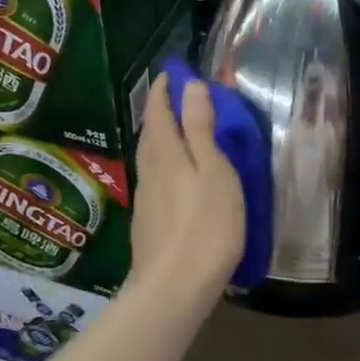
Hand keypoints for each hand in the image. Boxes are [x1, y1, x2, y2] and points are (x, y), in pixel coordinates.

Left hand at [129, 73, 245, 301]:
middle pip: (150, 133)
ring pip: (149, 157)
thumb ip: (201, 128)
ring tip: (175, 131)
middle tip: (172, 97)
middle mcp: (149, 170)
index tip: (170, 73)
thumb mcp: (214, 171)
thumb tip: (190, 86)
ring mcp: (145, 198)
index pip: (158, 111)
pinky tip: (173, 176)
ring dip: (159, 137)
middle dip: (159, 111)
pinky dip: (162, 164)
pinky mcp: (147, 222)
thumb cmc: (206, 225)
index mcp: (166, 153)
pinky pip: (154, 179)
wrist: (174, 287)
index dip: (163, 90)